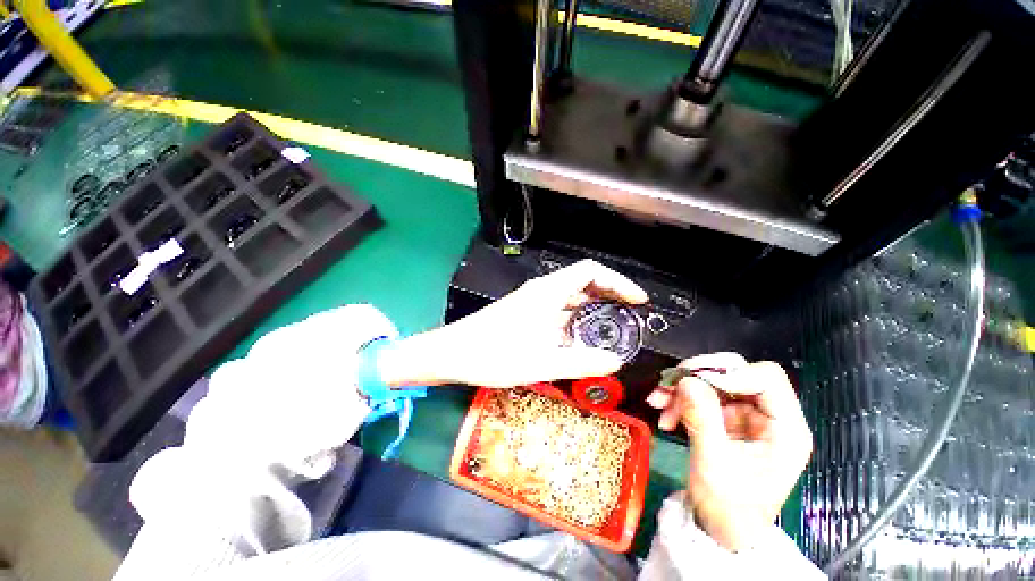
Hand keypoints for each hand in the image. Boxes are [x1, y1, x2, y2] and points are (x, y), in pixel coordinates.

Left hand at [380, 260, 647, 388]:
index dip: (618, 281)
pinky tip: (580, 339)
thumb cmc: (493, 354)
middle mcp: (542, 292)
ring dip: (593, 309)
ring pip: (570, 298)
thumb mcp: (542, 362)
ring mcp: (532, 302)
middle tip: (630, 315)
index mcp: (548, 292)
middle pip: (583, 282)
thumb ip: (582, 362)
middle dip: (610, 295)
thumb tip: (615, 361)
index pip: (591, 271)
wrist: (453, 353)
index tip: (637, 300)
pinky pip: (558, 311)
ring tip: (613, 328)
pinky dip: (575, 320)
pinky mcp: (525, 314)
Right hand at [646, 353, 812, 551]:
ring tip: (658, 402)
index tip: (695, 383)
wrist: (721, 529)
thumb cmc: (728, 508)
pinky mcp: (727, 419)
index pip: (766, 378)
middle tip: (670, 384)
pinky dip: (680, 399)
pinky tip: (664, 413)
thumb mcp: (714, 464)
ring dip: (682, 388)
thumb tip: (686, 379)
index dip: (729, 373)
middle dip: (698, 376)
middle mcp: (769, 416)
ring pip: (713, 381)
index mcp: (785, 429)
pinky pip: (701, 395)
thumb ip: (702, 418)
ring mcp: (747, 416)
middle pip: (736, 372)